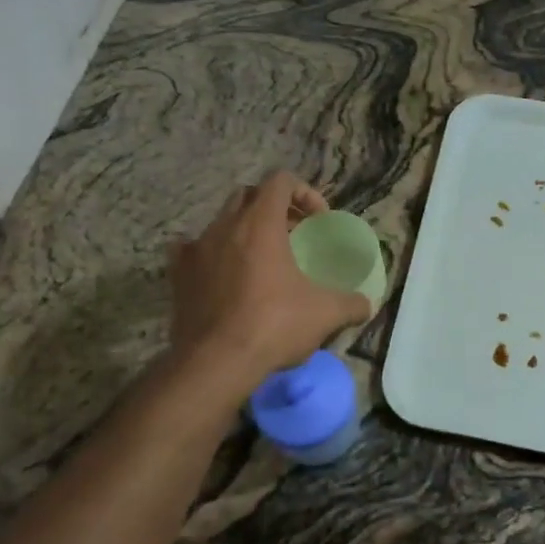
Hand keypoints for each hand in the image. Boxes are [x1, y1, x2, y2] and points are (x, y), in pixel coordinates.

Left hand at [169, 171, 369, 387]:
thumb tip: (366, 304)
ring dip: (243, 230)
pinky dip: (210, 253)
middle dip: (273, 207)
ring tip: (260, 259)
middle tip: (292, 234)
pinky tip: (221, 273)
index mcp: (260, 224)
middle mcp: (224, 226)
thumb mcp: (325, 314)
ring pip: (220, 221)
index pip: (280, 181)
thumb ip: (350, 304)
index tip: (317, 220)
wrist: (215, 363)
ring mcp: (196, 249)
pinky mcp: (178, 275)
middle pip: (248, 196)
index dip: (304, 192)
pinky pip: (191, 249)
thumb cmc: (273, 326)